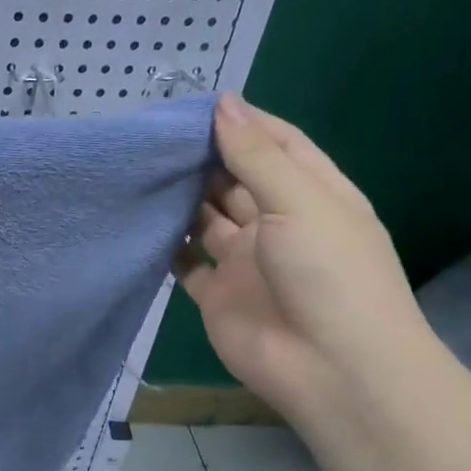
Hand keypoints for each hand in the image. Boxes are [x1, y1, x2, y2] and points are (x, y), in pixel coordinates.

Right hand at [174, 95, 431, 425]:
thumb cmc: (329, 272)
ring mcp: (246, 261)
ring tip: (141, 171)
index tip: (196, 105)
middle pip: (236, 180)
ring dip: (182, 199)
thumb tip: (224, 103)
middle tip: (155, 137)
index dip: (243, 123)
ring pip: (207, 219)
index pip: (278, 145)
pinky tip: (141, 223)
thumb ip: (256, 157)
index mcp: (312, 193)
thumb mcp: (300, 201)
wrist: (329, 366)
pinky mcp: (217, 295)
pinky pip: (186, 264)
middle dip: (204, 158)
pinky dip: (167, 246)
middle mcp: (277, 222)